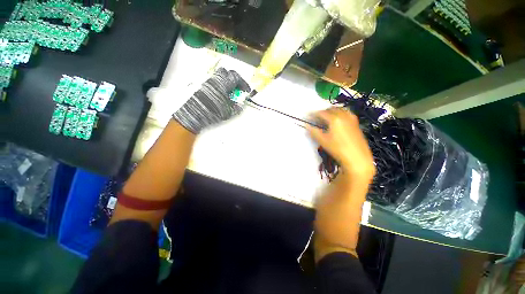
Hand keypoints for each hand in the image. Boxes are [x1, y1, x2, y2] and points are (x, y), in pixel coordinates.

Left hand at [173, 68, 250, 133]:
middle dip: (235, 79)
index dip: (243, 83)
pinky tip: (221, 94)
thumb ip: (237, 107)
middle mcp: (216, 80)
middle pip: (227, 72)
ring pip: (220, 76)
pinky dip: (221, 84)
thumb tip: (242, 104)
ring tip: (230, 92)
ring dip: (227, 81)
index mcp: (223, 84)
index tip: (246, 90)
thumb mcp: (228, 111)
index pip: (236, 77)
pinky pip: (214, 81)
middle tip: (238, 88)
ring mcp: (208, 82)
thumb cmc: (213, 112)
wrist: (194, 114)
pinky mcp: (203, 86)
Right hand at [307, 108, 374, 180]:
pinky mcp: (356, 123)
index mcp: (334, 119)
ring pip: (339, 110)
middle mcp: (344, 115)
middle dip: (322, 112)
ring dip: (331, 111)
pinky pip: (346, 113)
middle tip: (316, 118)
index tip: (307, 116)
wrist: (357, 158)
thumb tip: (307, 126)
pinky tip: (337, 120)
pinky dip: (339, 113)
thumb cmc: (338, 149)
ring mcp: (351, 118)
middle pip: (330, 109)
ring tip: (326, 118)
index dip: (313, 114)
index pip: (321, 113)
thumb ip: (313, 132)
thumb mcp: (323, 141)